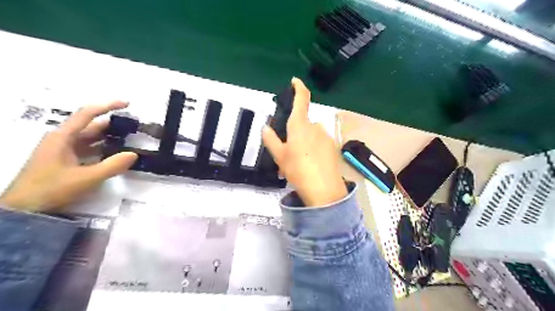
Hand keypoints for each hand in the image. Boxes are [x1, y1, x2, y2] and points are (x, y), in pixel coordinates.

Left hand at [0, 101, 136, 210]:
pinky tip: (115, 154)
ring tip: (129, 139)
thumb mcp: (86, 178)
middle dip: (112, 124)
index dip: (108, 106)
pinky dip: (102, 149)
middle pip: (91, 126)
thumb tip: (134, 154)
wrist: (23, 210)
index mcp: (63, 137)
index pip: (87, 114)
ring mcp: (62, 150)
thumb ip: (112, 166)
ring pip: (90, 138)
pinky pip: (87, 149)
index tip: (127, 104)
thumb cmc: (51, 189)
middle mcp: (62, 139)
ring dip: (109, 137)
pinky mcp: (65, 160)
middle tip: (134, 127)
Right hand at [262, 77, 345, 206]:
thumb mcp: (279, 156)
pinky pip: (319, 144)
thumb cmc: (298, 170)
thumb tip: (266, 127)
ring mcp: (326, 137)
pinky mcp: (333, 147)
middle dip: (295, 134)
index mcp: (300, 125)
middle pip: (303, 124)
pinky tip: (309, 167)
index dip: (298, 87)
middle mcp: (315, 127)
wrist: (324, 190)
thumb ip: (271, 140)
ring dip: (303, 144)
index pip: (301, 99)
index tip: (295, 81)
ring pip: (311, 136)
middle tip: (286, 154)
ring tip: (296, 164)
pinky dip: (312, 151)